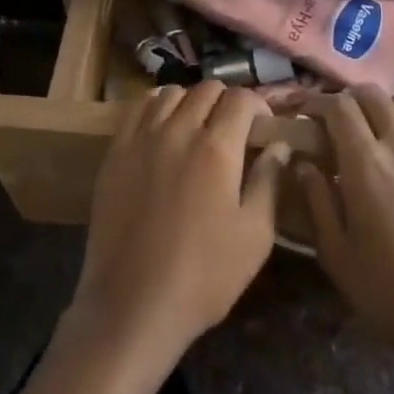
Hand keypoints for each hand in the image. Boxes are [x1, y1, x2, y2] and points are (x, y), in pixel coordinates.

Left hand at [65, 83, 291, 366]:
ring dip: (192, 102)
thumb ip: (269, 181)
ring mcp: (142, 138)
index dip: (259, 106)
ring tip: (197, 128)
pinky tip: (163, 129)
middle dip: (227, 102)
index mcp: (217, 148)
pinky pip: (139, 109)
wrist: (132, 304)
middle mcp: (179, 130)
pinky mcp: (115, 152)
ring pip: (172, 93)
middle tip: (233, 130)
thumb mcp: (255, 236)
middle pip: (207, 89)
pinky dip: (157, 107)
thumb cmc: (204, 276)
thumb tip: (278, 145)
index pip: (242, 99)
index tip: (262, 128)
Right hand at [297, 87, 393, 369]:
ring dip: (383, 108)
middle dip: (349, 99)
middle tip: (336, 119)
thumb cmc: (389, 293)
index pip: (339, 107)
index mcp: (365, 164)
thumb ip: (316, 199)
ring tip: (374, 129)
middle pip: (373, 96)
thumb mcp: (336, 254)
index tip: (305, 109)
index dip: (318, 101)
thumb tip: (303, 162)